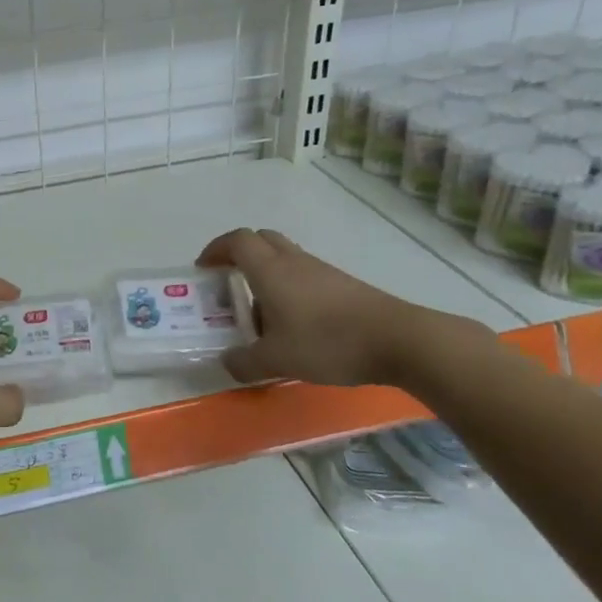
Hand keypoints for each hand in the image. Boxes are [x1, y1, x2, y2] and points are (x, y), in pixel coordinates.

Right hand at [198, 228, 431, 387]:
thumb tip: (227, 362)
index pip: (236, 241)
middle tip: (228, 282)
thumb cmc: (327, 342)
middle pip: (260, 240)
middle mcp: (293, 262)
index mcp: (270, 270)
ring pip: (284, 257)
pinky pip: (304, 276)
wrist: (398, 340)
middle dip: (239, 255)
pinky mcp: (342, 285)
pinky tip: (293, 324)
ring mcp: (321, 271)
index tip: (203, 270)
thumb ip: (244, 362)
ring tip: (259, 312)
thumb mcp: (276, 360)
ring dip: (265, 274)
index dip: (215, 250)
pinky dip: (289, 288)